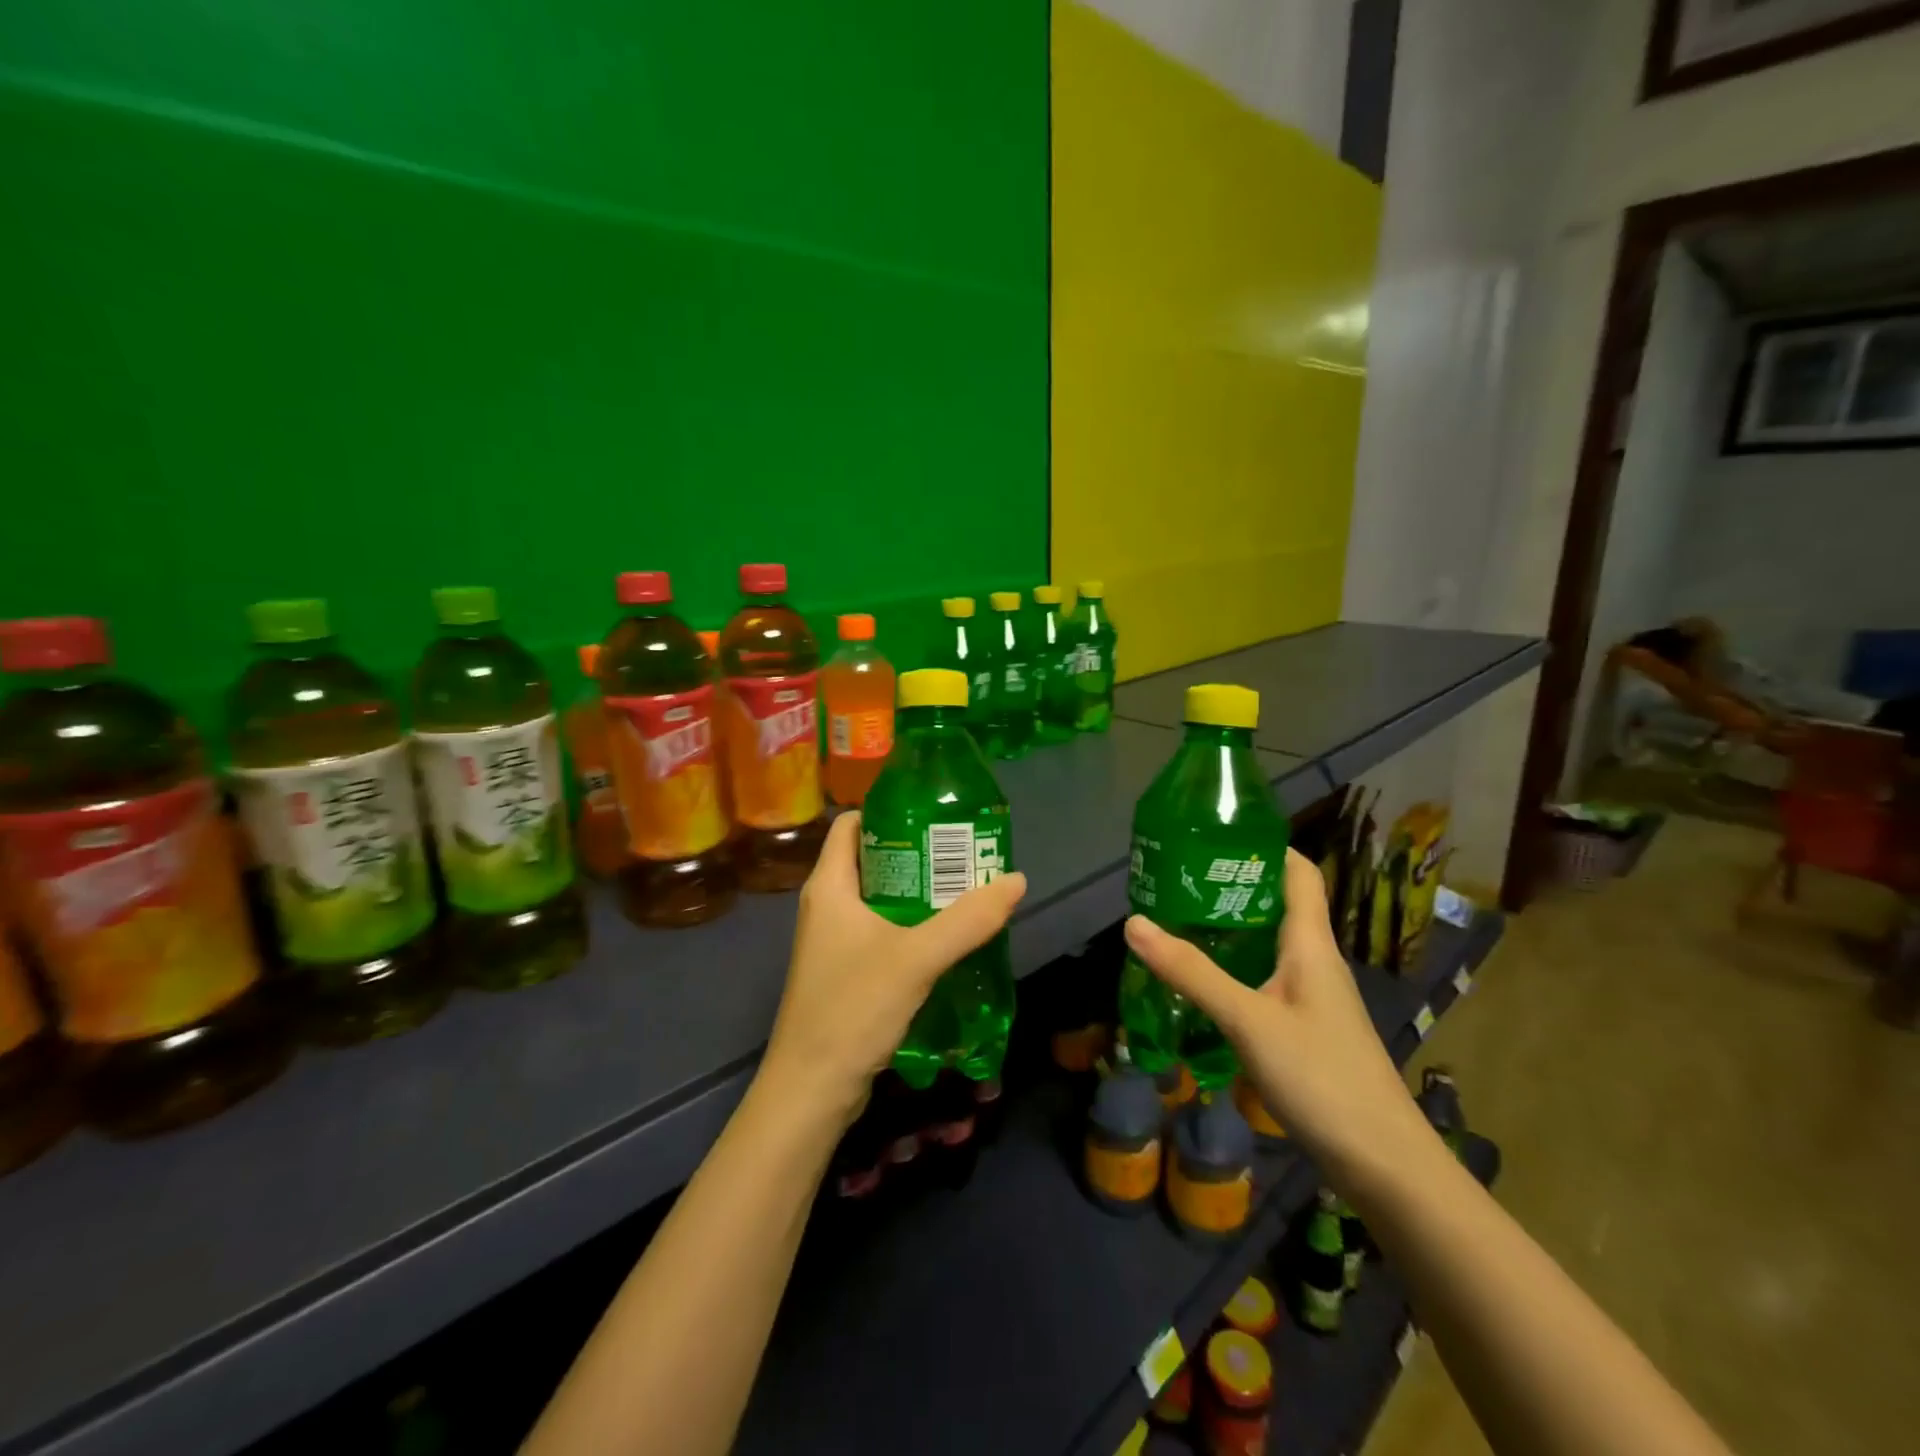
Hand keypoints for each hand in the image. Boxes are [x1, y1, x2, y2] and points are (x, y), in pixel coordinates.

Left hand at [759, 811, 1027, 1126]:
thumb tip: (1016, 880)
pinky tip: (947, 938)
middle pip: (872, 859)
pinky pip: (882, 931)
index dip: (889, 811)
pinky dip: (912, 925)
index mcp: (829, 886)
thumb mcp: (916, 959)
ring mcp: (834, 941)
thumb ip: (968, 920)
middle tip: (964, 853)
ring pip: (880, 899)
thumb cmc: (852, 1009)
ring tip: (965, 888)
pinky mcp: (845, 972)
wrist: (811, 1090)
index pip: (851, 825)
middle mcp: (827, 906)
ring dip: (918, 892)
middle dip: (916, 852)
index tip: (934, 814)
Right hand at [1122, 849, 1431, 1189]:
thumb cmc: (1322, 1078)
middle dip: (1230, 885)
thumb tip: (1133, 923)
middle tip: (1176, 877)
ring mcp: (1312, 995)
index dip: (1263, 845)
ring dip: (1228, 927)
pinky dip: (1234, 966)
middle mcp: (1314, 960)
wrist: (1384, 1164)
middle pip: (1276, 903)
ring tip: (1177, 919)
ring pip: (1268, 942)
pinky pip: (1265, 976)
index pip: (1298, 872)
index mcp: (1310, 943)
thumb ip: (1191, 972)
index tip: (1214, 834)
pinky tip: (1202, 980)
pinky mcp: (1305, 1026)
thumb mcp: (1247, 1020)